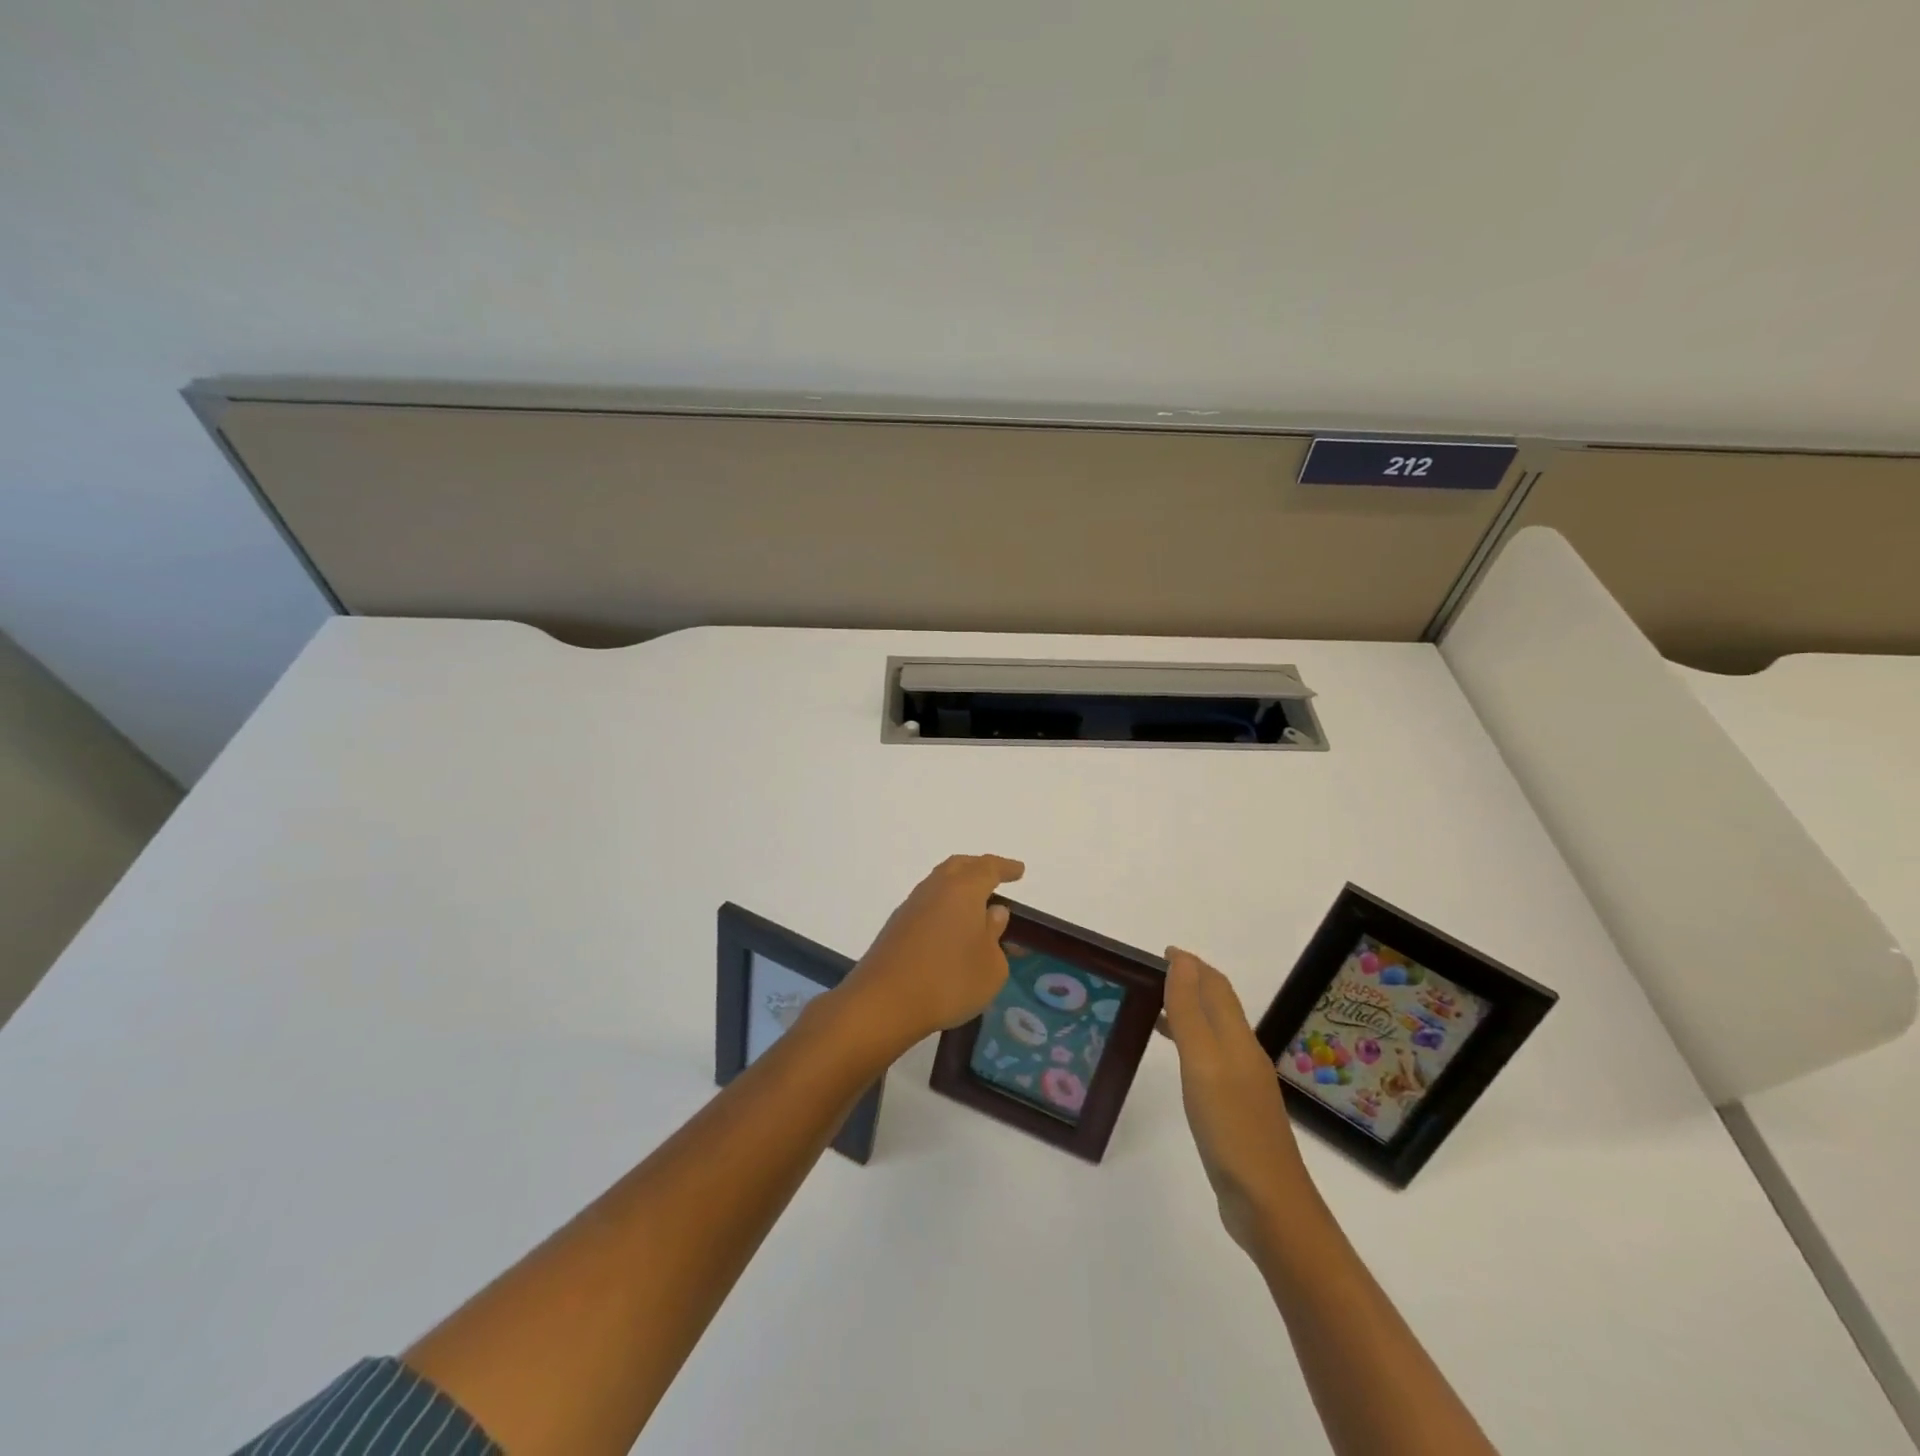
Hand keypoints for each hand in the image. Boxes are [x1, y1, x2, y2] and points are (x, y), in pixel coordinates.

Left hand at [835, 854, 1025, 1055]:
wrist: (884, 1002)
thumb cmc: (949, 981)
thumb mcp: (991, 966)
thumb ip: (995, 935)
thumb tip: (992, 913)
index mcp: (963, 889)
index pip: (988, 868)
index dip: (1006, 868)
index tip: (1019, 871)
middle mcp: (935, 889)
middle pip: (959, 867)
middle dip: (979, 868)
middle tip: (996, 878)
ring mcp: (911, 906)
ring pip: (940, 884)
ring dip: (959, 888)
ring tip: (975, 907)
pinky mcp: (896, 926)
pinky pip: (928, 905)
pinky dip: (944, 908)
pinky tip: (950, 929)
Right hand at [1159, 948, 1311, 1256]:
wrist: (1269, 1205)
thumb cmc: (1231, 1128)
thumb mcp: (1203, 1063)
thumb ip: (1190, 1011)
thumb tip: (1181, 960)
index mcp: (1237, 1039)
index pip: (1216, 987)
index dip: (1191, 966)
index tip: (1159, 953)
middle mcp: (1243, 1055)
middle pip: (1218, 1006)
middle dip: (1189, 984)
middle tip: (1150, 978)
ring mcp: (1242, 1086)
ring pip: (1214, 1033)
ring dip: (1188, 1013)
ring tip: (1153, 1011)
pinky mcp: (1236, 1112)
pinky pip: (1210, 1061)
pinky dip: (1190, 1045)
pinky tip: (1176, 1062)